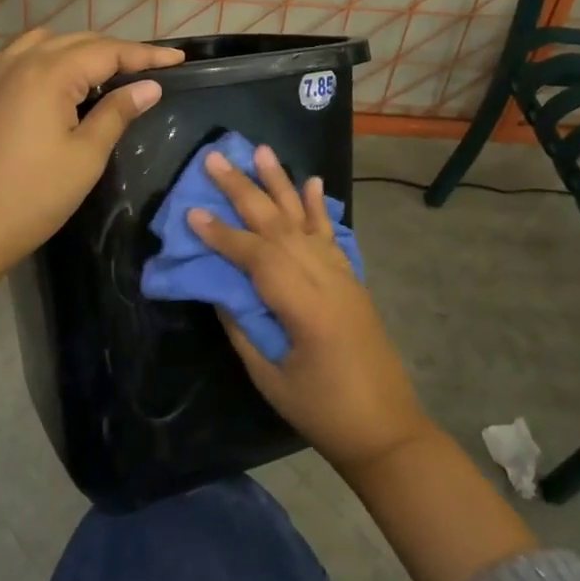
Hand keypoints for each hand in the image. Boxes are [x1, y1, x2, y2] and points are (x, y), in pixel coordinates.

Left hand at [0, 29, 184, 300]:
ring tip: (105, 70)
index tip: (179, 60)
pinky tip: (47, 73)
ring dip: (79, 49)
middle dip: (117, 51)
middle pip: (79, 42)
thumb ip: (118, 113)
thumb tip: (150, 87)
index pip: (108, 52)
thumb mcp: (86, 156)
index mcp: (50, 74)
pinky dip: (38, 56)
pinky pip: (14, 57)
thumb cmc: (34, 196)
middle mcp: (22, 62)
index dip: (146, 55)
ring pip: (46, 42)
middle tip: (151, 69)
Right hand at [186, 146, 433, 476]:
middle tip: (215, 159)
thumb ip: (243, 328)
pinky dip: (318, 207)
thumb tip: (219, 288)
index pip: (256, 257)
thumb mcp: (271, 377)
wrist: (388, 430)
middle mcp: (326, 279)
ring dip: (280, 183)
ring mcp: (342, 276)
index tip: (191, 212)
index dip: (222, 235)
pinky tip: (311, 182)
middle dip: (244, 190)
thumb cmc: (324, 412)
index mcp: (305, 306)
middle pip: (279, 225)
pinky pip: (330, 235)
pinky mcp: (351, 280)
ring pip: (304, 220)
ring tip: (260, 151)